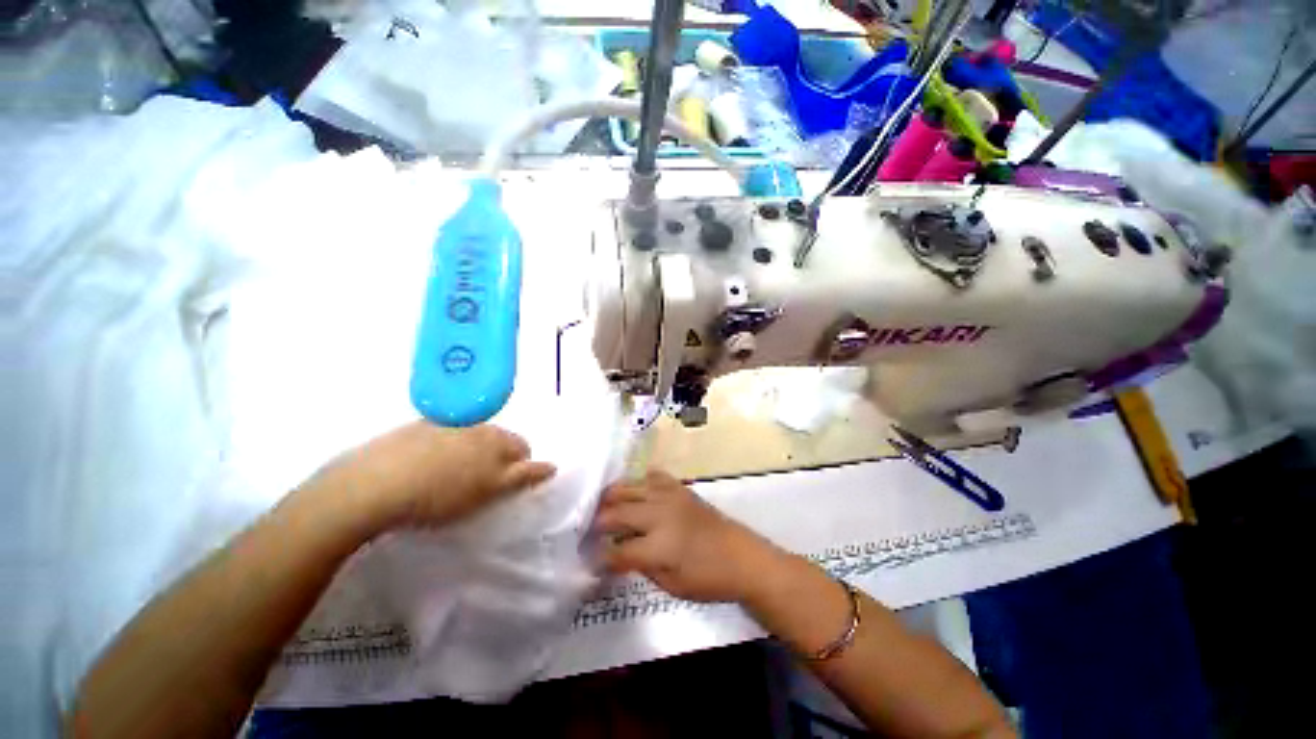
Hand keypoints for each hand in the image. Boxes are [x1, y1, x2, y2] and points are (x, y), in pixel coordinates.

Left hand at [311, 421, 555, 531]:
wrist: (374, 484)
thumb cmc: (440, 495)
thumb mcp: (489, 491)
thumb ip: (523, 476)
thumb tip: (552, 466)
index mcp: (497, 439)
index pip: (524, 449)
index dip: (522, 468)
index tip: (508, 486)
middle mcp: (478, 425)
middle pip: (502, 439)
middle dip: (501, 458)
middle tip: (483, 483)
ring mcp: (449, 423)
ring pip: (476, 435)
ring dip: (476, 451)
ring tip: (456, 474)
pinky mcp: (421, 426)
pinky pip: (447, 433)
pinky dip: (449, 445)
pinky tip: (430, 463)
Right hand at [593, 471, 778, 602]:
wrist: (741, 556)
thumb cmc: (708, 579)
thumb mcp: (671, 585)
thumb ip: (641, 566)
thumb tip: (619, 555)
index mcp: (658, 546)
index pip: (617, 550)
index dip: (601, 557)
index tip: (591, 560)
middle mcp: (660, 515)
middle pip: (618, 512)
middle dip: (599, 522)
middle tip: (590, 530)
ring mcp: (670, 496)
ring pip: (631, 488)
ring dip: (613, 497)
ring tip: (603, 506)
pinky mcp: (679, 488)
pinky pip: (653, 476)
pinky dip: (640, 482)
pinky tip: (635, 491)